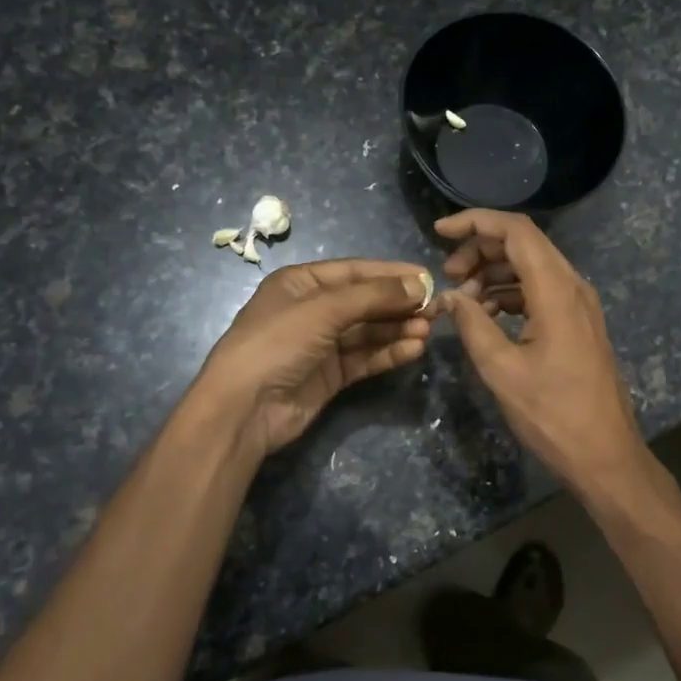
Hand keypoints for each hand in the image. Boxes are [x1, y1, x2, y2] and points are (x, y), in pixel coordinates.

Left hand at [196, 259, 430, 457]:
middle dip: (399, 304)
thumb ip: (373, 296)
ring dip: (397, 329)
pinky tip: (413, 349)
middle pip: (365, 302)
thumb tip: (420, 285)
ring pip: (368, 331)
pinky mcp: (330, 375)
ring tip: (428, 330)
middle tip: (436, 308)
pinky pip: (365, 358)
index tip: (428, 277)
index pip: (355, 272)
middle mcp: (312, 310)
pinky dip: (388, 353)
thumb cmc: (277, 343)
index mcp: (301, 283)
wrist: (244, 408)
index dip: (391, 274)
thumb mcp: (324, 309)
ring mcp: (321, 345)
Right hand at [436, 210, 647, 497]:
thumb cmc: (553, 415)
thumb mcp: (502, 370)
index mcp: (557, 291)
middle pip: (524, 244)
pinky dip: (510, 293)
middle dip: (481, 249)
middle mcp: (573, 287)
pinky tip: (486, 315)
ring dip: (494, 273)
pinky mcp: (578, 323)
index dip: (476, 222)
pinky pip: (540, 291)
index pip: (516, 231)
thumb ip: (472, 325)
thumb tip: (451, 297)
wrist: (605, 455)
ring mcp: (579, 305)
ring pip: (532, 267)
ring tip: (462, 299)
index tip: (440, 231)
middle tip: (448, 275)